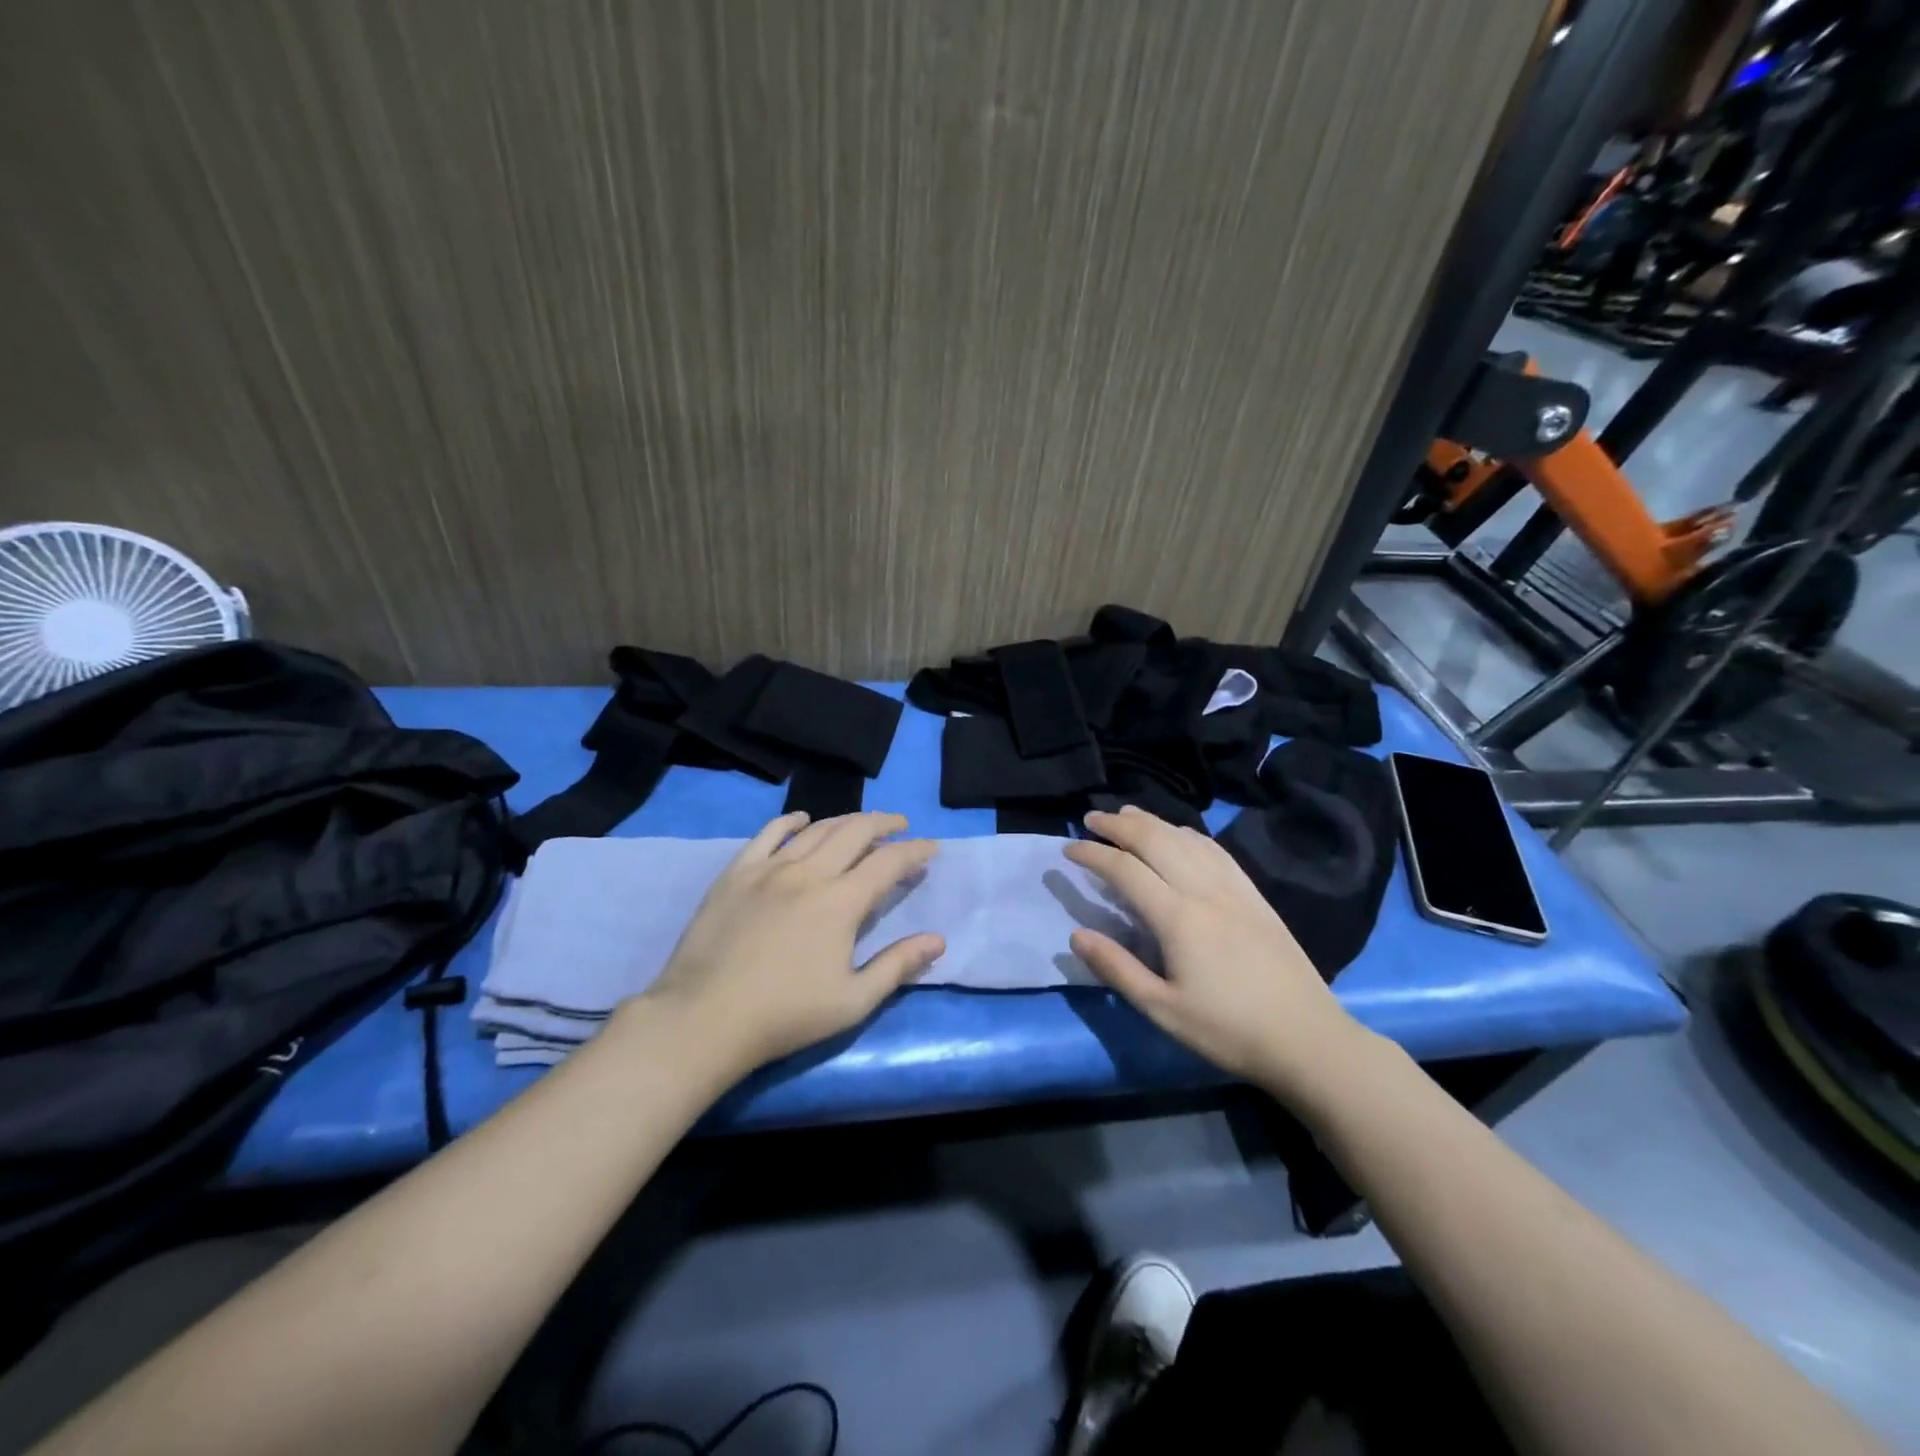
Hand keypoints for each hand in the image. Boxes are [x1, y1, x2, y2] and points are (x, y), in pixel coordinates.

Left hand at [634, 811, 943, 1072]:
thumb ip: (897, 965)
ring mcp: (770, 868)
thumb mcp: (853, 1001)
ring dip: (845, 821)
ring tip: (861, 824)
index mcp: (841, 902)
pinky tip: (802, 819)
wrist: (705, 1018)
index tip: (931, 848)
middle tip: (901, 825)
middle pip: (855, 832)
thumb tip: (938, 939)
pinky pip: (768, 833)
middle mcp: (809, 873)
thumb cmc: (785, 1015)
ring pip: (816, 829)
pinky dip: (791, 821)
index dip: (915, 851)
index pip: (888, 862)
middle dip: (885, 824)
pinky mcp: (737, 873)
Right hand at [1064, 806, 1366, 1098]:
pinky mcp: (1254, 895)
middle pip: (1155, 841)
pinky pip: (1215, 850)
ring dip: (1152, 821)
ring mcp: (1234, 888)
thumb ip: (1117, 968)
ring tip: (1126, 814)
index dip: (1093, 855)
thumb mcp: (1163, 1010)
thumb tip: (1076, 935)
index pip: (1125, 870)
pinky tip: (1180, 833)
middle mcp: (1204, 890)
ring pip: (1186, 838)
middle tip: (1091, 819)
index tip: (1068, 850)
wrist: (1308, 1039)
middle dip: (1118, 825)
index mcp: (1178, 918)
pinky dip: (1188, 833)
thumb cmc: (1228, 1030)